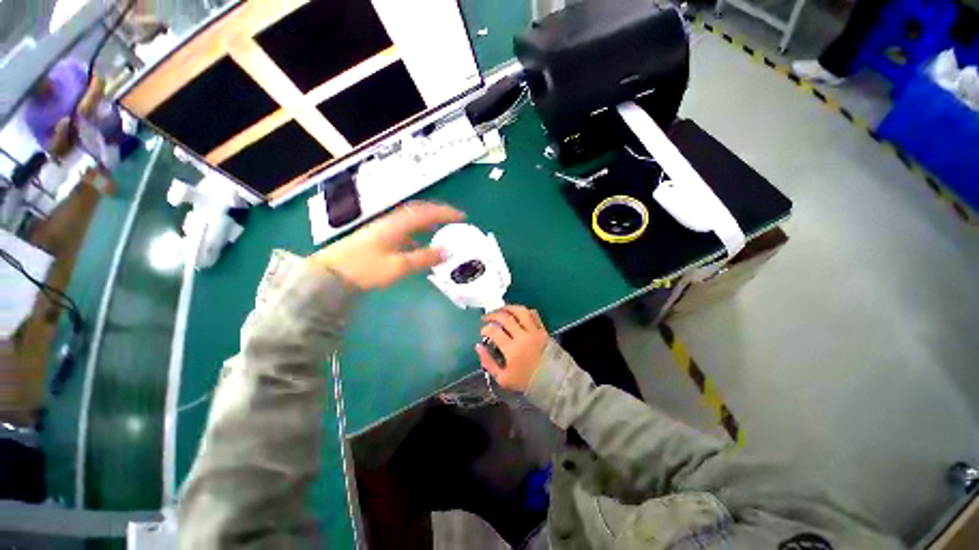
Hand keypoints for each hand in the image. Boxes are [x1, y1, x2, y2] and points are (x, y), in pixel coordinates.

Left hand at [309, 201, 463, 289]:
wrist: (330, 275)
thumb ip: (423, 258)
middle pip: (418, 212)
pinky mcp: (379, 239)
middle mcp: (391, 223)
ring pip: (411, 221)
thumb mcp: (398, 266)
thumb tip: (447, 251)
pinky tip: (421, 244)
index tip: (462, 217)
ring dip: (428, 222)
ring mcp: (384, 230)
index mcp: (397, 225)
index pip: (426, 213)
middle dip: (438, 213)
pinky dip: (417, 233)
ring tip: (442, 229)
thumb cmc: (365, 269)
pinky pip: (404, 231)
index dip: (445, 213)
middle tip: (454, 220)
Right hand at [477, 305, 547, 391]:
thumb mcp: (503, 379)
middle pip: (505, 318)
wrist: (553, 383)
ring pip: (520, 311)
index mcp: (512, 349)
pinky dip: (524, 311)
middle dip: (492, 315)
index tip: (482, 332)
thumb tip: (478, 347)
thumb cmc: (526, 381)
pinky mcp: (543, 330)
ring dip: (508, 308)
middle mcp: (523, 337)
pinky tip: (517, 314)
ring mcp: (535, 331)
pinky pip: (534, 314)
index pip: (494, 331)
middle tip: (486, 317)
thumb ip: (488, 363)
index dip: (485, 329)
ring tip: (500, 310)